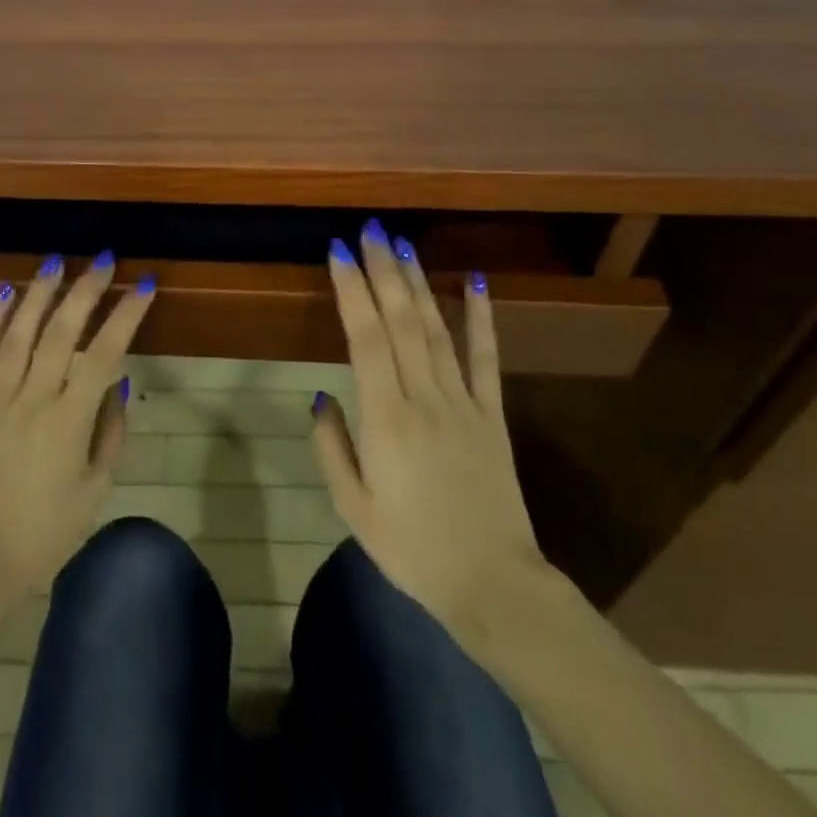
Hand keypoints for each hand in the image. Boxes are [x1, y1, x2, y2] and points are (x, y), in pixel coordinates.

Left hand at [0, 253, 154, 593]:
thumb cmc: (46, 530)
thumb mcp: (96, 487)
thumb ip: (111, 429)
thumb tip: (120, 378)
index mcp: (69, 420)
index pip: (104, 352)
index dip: (126, 314)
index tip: (142, 285)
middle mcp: (33, 398)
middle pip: (61, 331)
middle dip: (85, 289)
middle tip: (102, 259)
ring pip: (18, 332)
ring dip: (39, 293)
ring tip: (56, 262)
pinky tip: (4, 293)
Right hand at [311, 220, 560, 638]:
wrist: (495, 587)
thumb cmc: (413, 549)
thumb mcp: (354, 507)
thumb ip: (332, 446)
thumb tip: (321, 396)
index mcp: (386, 419)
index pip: (366, 338)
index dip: (352, 290)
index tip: (339, 251)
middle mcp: (425, 399)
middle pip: (401, 322)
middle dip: (383, 270)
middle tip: (371, 229)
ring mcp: (464, 404)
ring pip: (436, 330)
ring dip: (418, 284)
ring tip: (404, 244)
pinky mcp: (493, 416)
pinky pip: (487, 359)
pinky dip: (481, 317)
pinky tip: (474, 281)